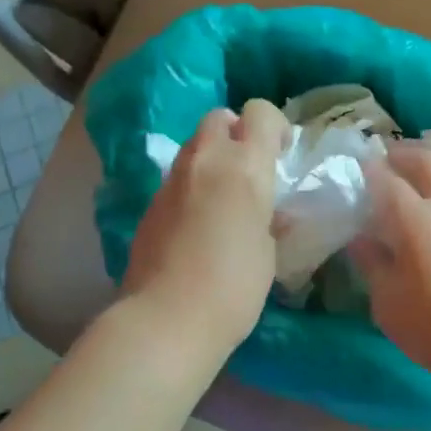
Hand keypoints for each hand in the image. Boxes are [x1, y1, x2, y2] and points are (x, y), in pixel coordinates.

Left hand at [122, 100, 285, 353]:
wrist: (167, 317)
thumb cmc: (235, 287)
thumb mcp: (269, 251)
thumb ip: (268, 217)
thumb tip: (270, 211)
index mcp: (245, 167)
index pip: (260, 112)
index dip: (274, 126)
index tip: (280, 153)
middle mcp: (206, 161)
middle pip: (219, 117)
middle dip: (236, 132)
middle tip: (248, 168)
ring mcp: (172, 180)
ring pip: (194, 146)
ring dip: (212, 159)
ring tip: (223, 198)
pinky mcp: (150, 203)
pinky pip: (177, 179)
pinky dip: (191, 186)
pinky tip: (197, 224)